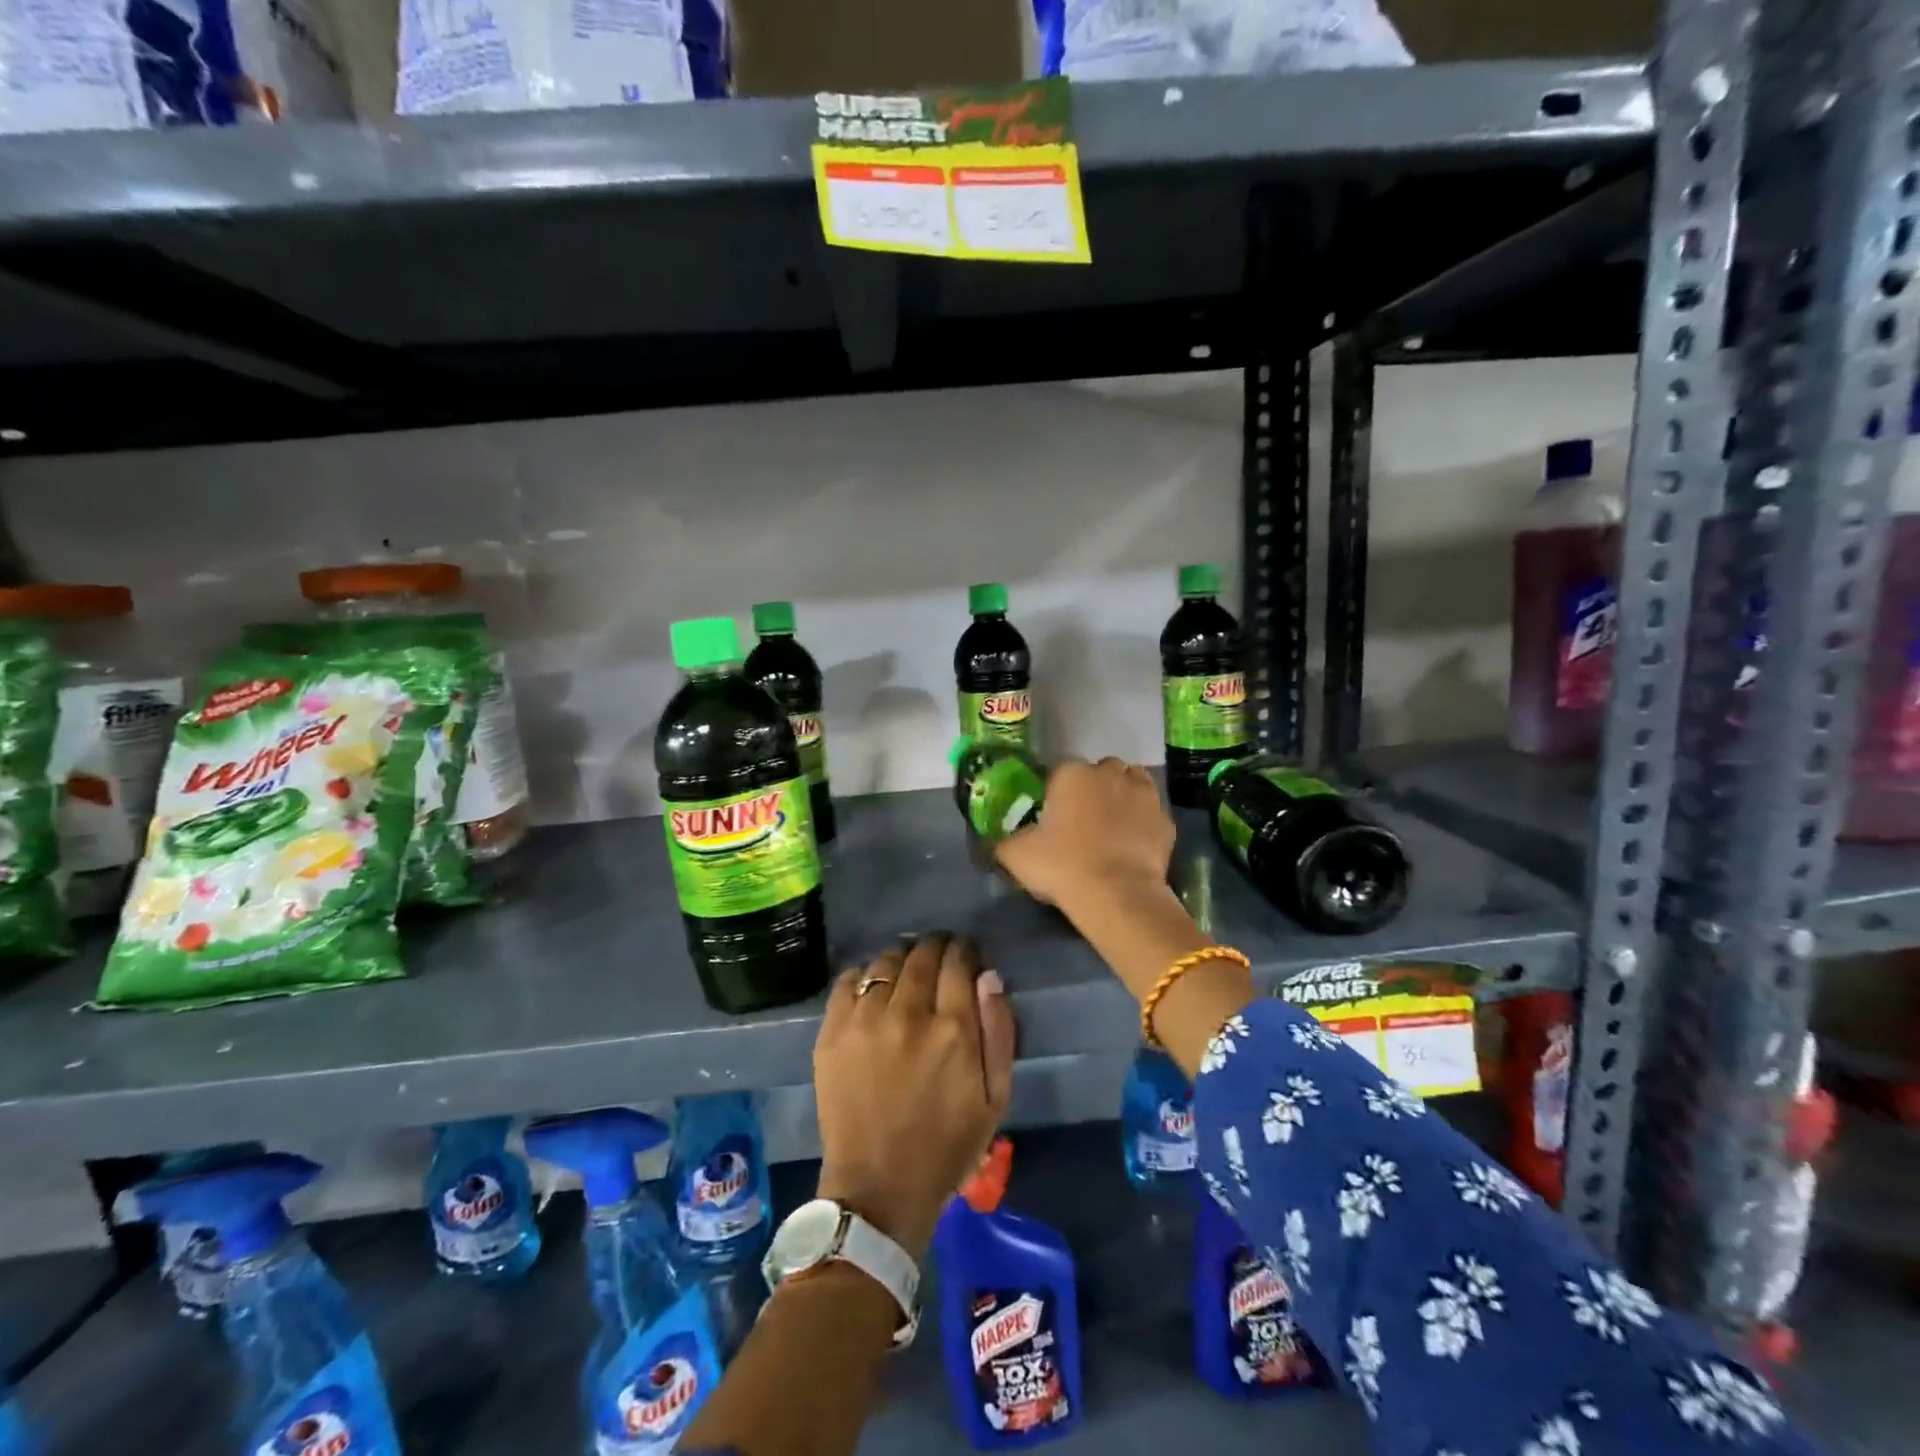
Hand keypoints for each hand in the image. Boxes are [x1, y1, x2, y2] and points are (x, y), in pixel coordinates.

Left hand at [813, 935, 1015, 1258]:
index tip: (965, 955)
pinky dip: (863, 975)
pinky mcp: (832, 1033)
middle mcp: (908, 1014)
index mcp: (953, 1029)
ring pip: (886, 962)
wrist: (879, 1188)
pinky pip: (848, 981)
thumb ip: (998, 1030)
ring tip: (905, 971)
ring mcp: (865, 1020)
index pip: (959, 962)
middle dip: (935, 948)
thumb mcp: (996, 1098)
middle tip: (938, 957)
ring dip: (901, 959)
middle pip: (922, 955)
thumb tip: (988, 975)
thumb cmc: (947, 1146)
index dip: (964, 952)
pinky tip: (872, 989)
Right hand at [994, 757, 1174, 912]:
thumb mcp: (1016, 855)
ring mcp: (1143, 793)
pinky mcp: (1165, 818)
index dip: (1054, 794)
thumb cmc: (1063, 866)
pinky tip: (1132, 843)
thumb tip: (996, 841)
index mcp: (1071, 773)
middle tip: (1081, 821)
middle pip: (1099, 772)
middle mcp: (1109, 773)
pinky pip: (1150, 812)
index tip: (1052, 817)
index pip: (1059, 773)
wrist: (1118, 895)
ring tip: (1110, 826)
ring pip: (1130, 783)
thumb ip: (1003, 841)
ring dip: (1121, 796)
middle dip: (1092, 789)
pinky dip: (1142, 821)